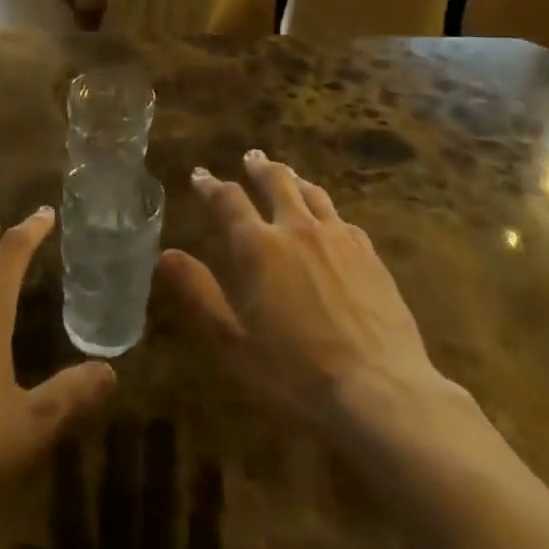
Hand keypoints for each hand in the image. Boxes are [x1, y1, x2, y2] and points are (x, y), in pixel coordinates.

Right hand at [159, 151, 472, 440]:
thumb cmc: (297, 376)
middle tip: (250, 157)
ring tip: (288, 175)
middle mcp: (297, 229)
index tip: (200, 175)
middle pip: (276, 182)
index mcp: (259, 248)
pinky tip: (330, 221)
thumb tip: (166, 254)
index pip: (228, 200)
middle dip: (258, 167)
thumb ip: (200, 295)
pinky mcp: (370, 254)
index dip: (211, 185)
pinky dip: (327, 211)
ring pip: (312, 193)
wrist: (382, 391)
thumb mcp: (235, 344)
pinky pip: (342, 219)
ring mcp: (338, 238)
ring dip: (294, 180)